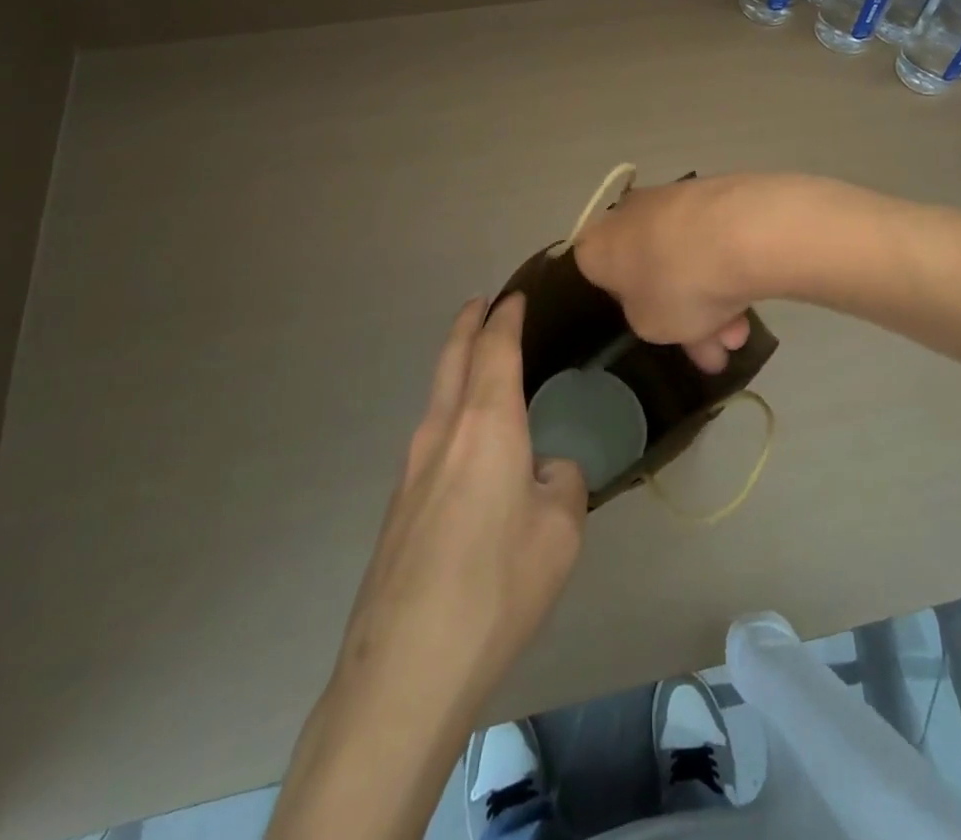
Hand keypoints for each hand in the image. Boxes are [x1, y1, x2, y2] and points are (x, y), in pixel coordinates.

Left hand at [332, 294, 586, 724]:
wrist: (407, 664)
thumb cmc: (497, 584)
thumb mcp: (560, 531)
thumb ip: (561, 483)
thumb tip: (547, 471)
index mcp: (486, 423)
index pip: (495, 348)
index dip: (506, 317)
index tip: (515, 296)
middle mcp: (442, 430)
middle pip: (452, 357)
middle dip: (468, 324)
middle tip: (483, 304)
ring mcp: (411, 467)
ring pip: (436, 394)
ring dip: (456, 366)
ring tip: (479, 365)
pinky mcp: (399, 504)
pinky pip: (431, 435)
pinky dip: (450, 411)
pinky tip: (468, 445)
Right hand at [573, 174, 778, 371]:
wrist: (739, 231)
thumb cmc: (676, 285)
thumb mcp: (650, 327)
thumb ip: (647, 319)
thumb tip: (659, 306)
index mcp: (595, 244)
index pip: (600, 276)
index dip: (630, 306)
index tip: (657, 327)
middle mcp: (627, 214)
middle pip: (651, 269)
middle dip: (685, 312)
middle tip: (714, 348)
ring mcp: (671, 198)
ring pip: (686, 259)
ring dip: (712, 299)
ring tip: (744, 334)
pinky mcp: (713, 192)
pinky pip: (713, 241)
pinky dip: (728, 271)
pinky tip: (755, 302)